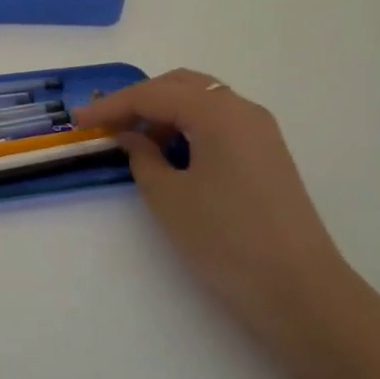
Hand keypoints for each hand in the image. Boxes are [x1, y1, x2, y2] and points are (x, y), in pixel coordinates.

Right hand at [75, 70, 357, 352]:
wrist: (301, 293)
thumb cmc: (226, 241)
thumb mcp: (169, 198)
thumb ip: (142, 157)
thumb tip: (132, 137)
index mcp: (217, 112)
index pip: (152, 95)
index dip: (111, 105)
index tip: (78, 119)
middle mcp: (243, 110)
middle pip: (180, 86)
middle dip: (140, 100)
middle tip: (106, 123)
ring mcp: (261, 131)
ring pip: (203, 102)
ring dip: (165, 112)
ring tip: (135, 141)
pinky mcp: (268, 155)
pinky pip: (220, 123)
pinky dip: (189, 127)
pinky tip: (172, 154)